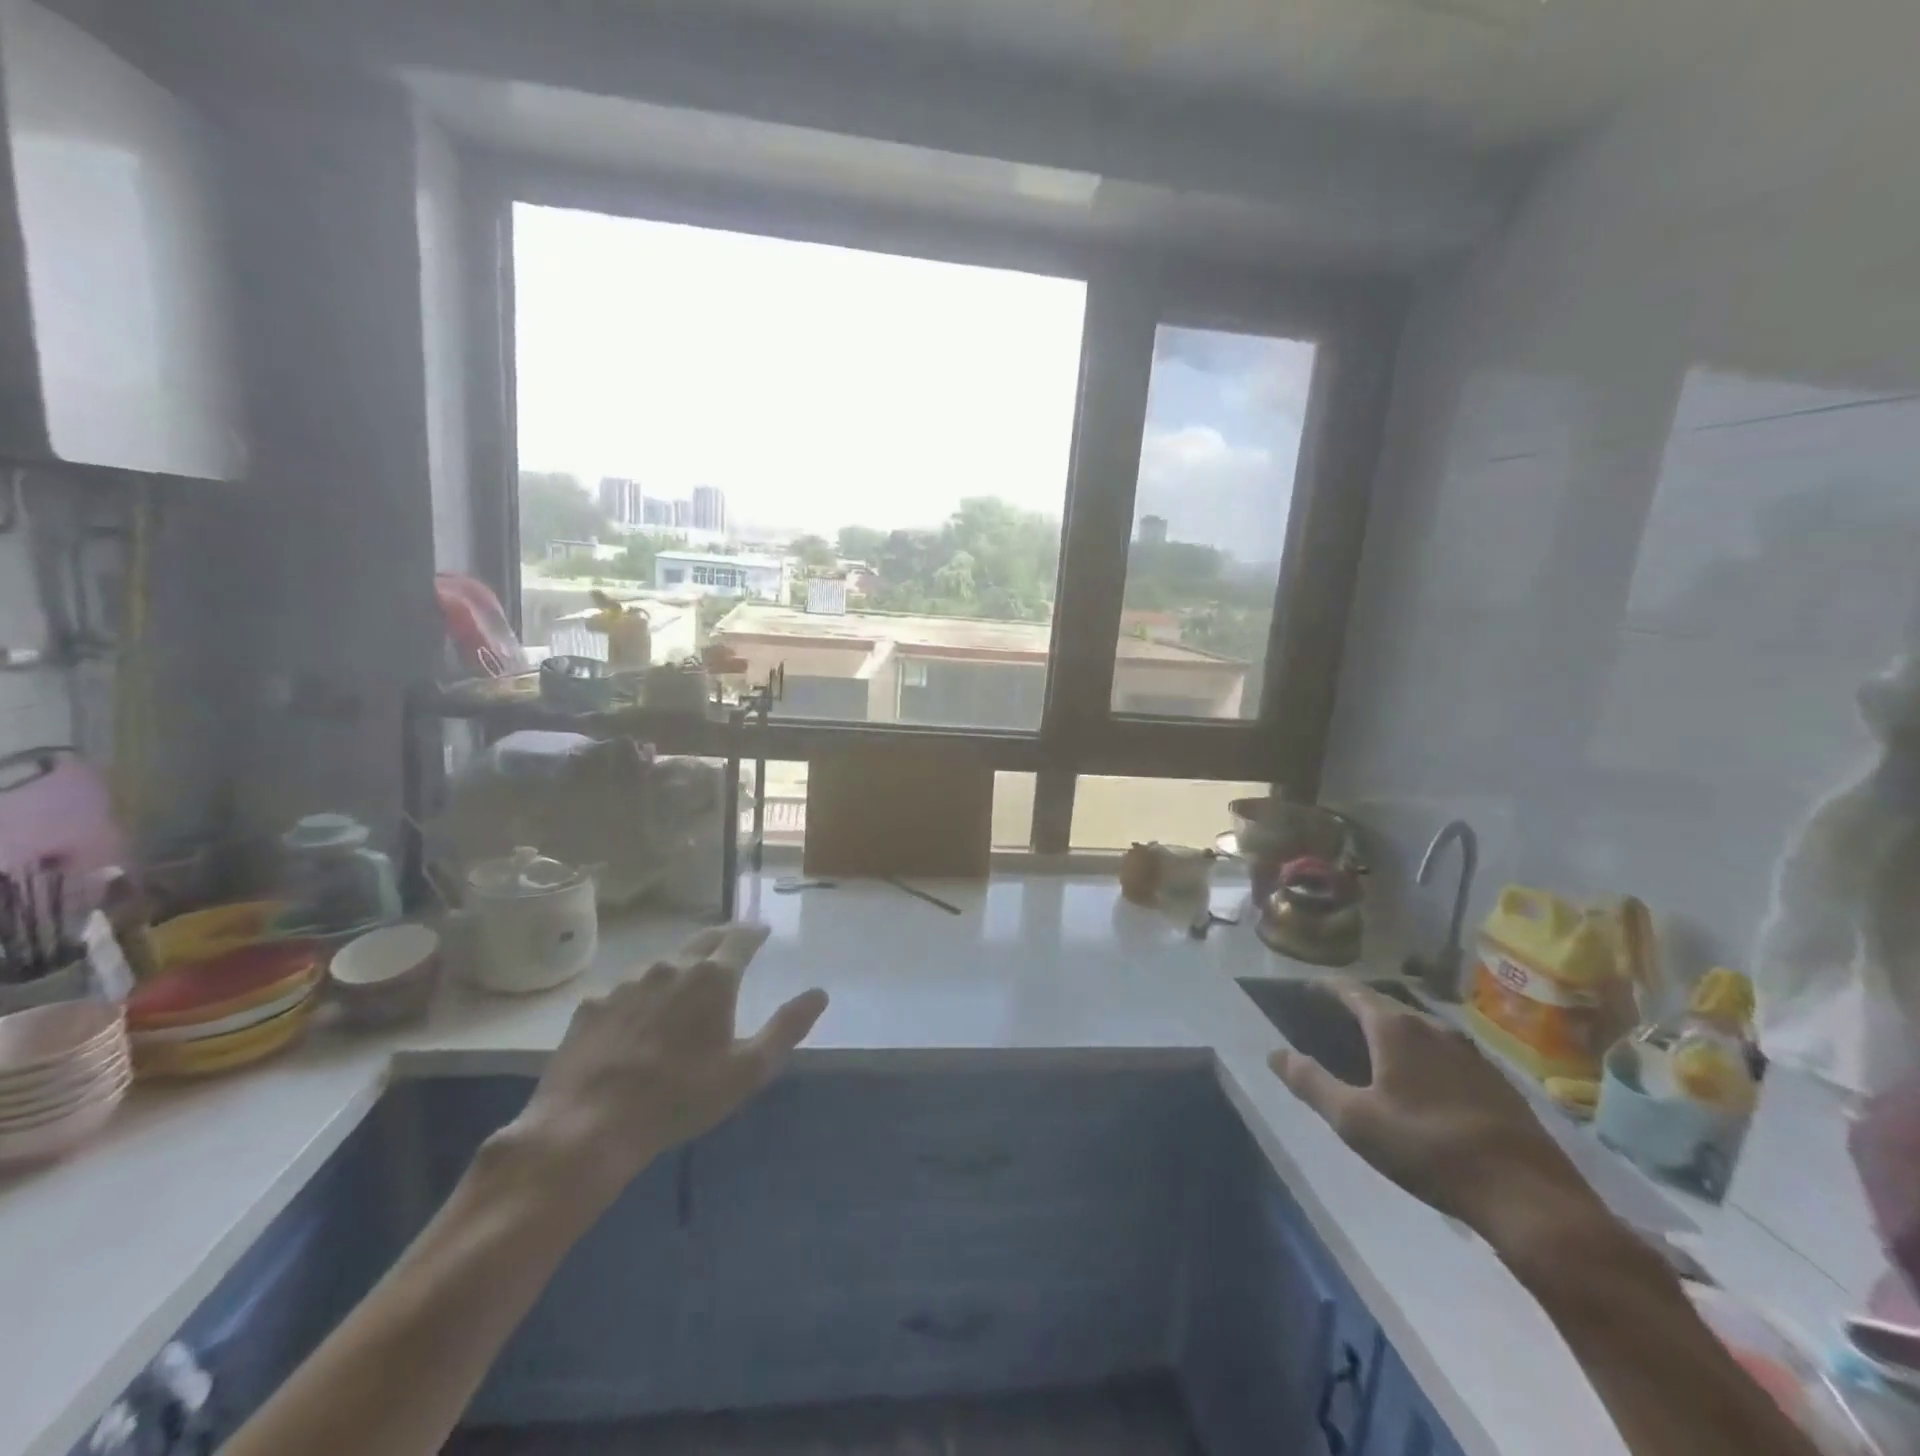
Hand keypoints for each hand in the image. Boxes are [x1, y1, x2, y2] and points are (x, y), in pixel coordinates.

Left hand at [499, 924, 827, 1213]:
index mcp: (713, 977)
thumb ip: (787, 1027)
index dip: (755, 932)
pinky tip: (638, 1018)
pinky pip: (626, 989)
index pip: (741, 938)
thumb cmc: (680, 1097)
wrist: (587, 1126)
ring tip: (686, 985)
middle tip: (733, 946)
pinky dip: (642, 994)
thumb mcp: (748, 1070)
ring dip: (681, 967)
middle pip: (703, 940)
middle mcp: (671, 966)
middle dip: (722, 939)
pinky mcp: (593, 1004)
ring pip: (663, 963)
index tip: (763, 931)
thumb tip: (819, 993)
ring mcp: (626, 982)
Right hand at [1269, 983, 1590, 1231]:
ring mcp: (1471, 1053)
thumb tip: (1275, 1053)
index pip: (1351, 991)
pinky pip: (1445, 1053)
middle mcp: (1433, 1027)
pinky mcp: (1497, 1082)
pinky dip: (1421, 1055)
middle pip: (1386, 1006)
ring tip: (1372, 1049)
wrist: (1529, 1198)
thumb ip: (1310, 1082)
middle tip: (1332, 1020)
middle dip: (1357, 1008)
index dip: (1325, 988)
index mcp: (1395, 1028)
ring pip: (1419, 1029)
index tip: (1306, 989)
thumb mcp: (1353, 1120)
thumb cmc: (1427, 1148)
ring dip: (1392, 1032)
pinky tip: (1420, 1083)